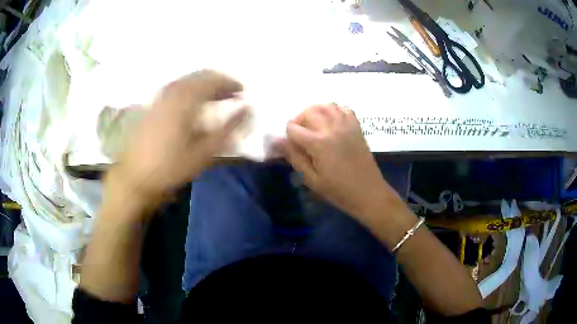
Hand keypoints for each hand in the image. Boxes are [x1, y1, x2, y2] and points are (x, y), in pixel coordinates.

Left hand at [111, 70, 246, 200]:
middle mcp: (172, 91)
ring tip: (218, 98)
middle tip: (233, 94)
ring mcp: (161, 96)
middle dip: (220, 81)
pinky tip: (195, 103)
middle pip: (200, 76)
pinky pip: (178, 87)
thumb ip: (228, 128)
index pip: (213, 80)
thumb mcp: (203, 152)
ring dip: (206, 85)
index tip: (244, 91)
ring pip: (188, 80)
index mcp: (185, 100)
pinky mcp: (154, 104)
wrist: (135, 176)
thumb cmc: (170, 167)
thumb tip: (248, 109)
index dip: (231, 83)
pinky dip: (192, 90)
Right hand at [280, 104, 397, 218]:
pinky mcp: (357, 127)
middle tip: (301, 136)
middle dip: (299, 121)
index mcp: (318, 143)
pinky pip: (344, 108)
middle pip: (308, 111)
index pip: (293, 128)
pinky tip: (332, 122)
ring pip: (326, 105)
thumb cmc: (338, 190)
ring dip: (316, 112)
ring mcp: (346, 125)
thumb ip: (294, 156)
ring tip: (315, 126)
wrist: (368, 192)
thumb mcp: (311, 179)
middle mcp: (332, 128)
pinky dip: (334, 110)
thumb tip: (275, 141)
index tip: (292, 146)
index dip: (288, 136)